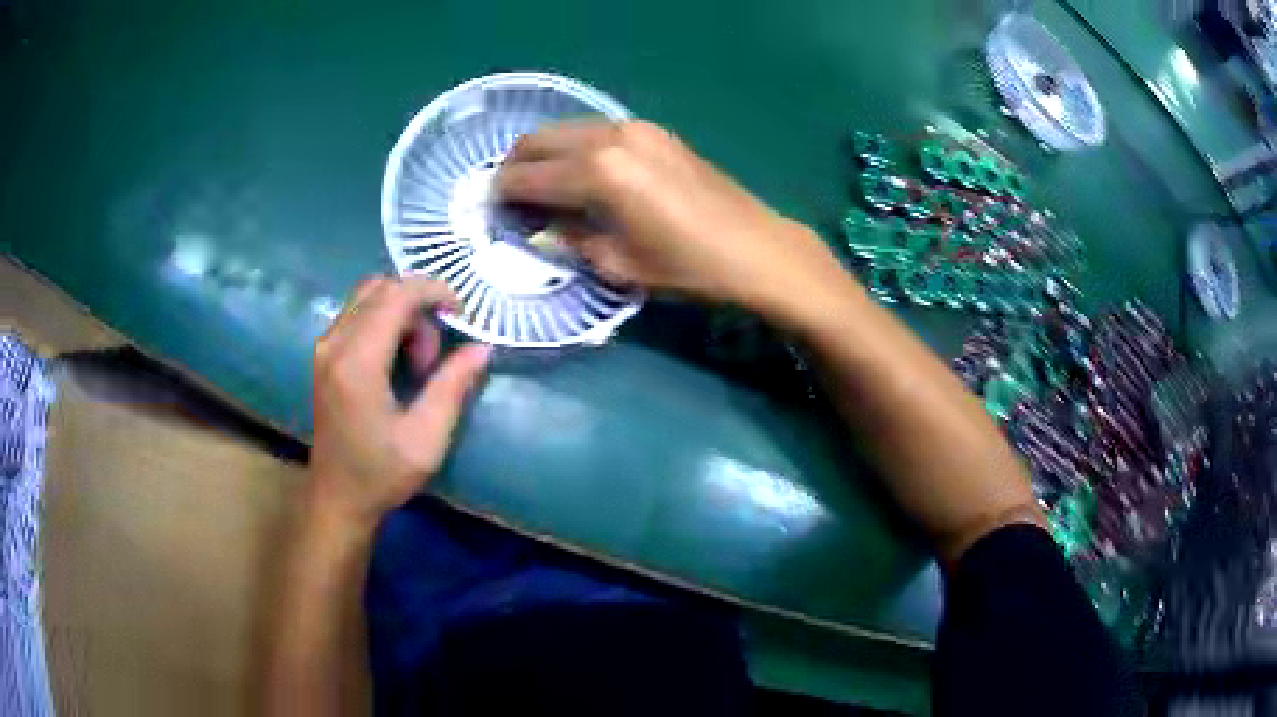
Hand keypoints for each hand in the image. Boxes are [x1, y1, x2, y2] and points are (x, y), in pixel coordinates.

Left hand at [308, 276, 490, 531]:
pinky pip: (357, 314)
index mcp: (357, 362)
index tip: (460, 313)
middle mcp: (335, 343)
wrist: (337, 497)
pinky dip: (384, 321)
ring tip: (416, 361)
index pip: (396, 296)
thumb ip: (453, 387)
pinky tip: (396, 359)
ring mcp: (325, 347)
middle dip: (417, 306)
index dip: (433, 292)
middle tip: (434, 355)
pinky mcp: (324, 355)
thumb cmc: (381, 474)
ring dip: (401, 313)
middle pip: (381, 288)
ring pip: (368, 297)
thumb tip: (481, 348)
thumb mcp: (427, 438)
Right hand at [496, 120, 844, 319]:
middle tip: (513, 202)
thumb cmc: (687, 268)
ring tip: (545, 190)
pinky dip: (575, 149)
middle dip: (515, 169)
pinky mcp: (653, 130)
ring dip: (544, 155)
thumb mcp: (617, 264)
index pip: (525, 177)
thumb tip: (538, 224)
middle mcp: (610, 137)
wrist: (755, 248)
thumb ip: (568, 237)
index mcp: (597, 173)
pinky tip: (581, 176)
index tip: (494, 215)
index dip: (501, 197)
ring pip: (565, 130)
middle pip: (538, 141)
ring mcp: (634, 128)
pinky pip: (594, 131)